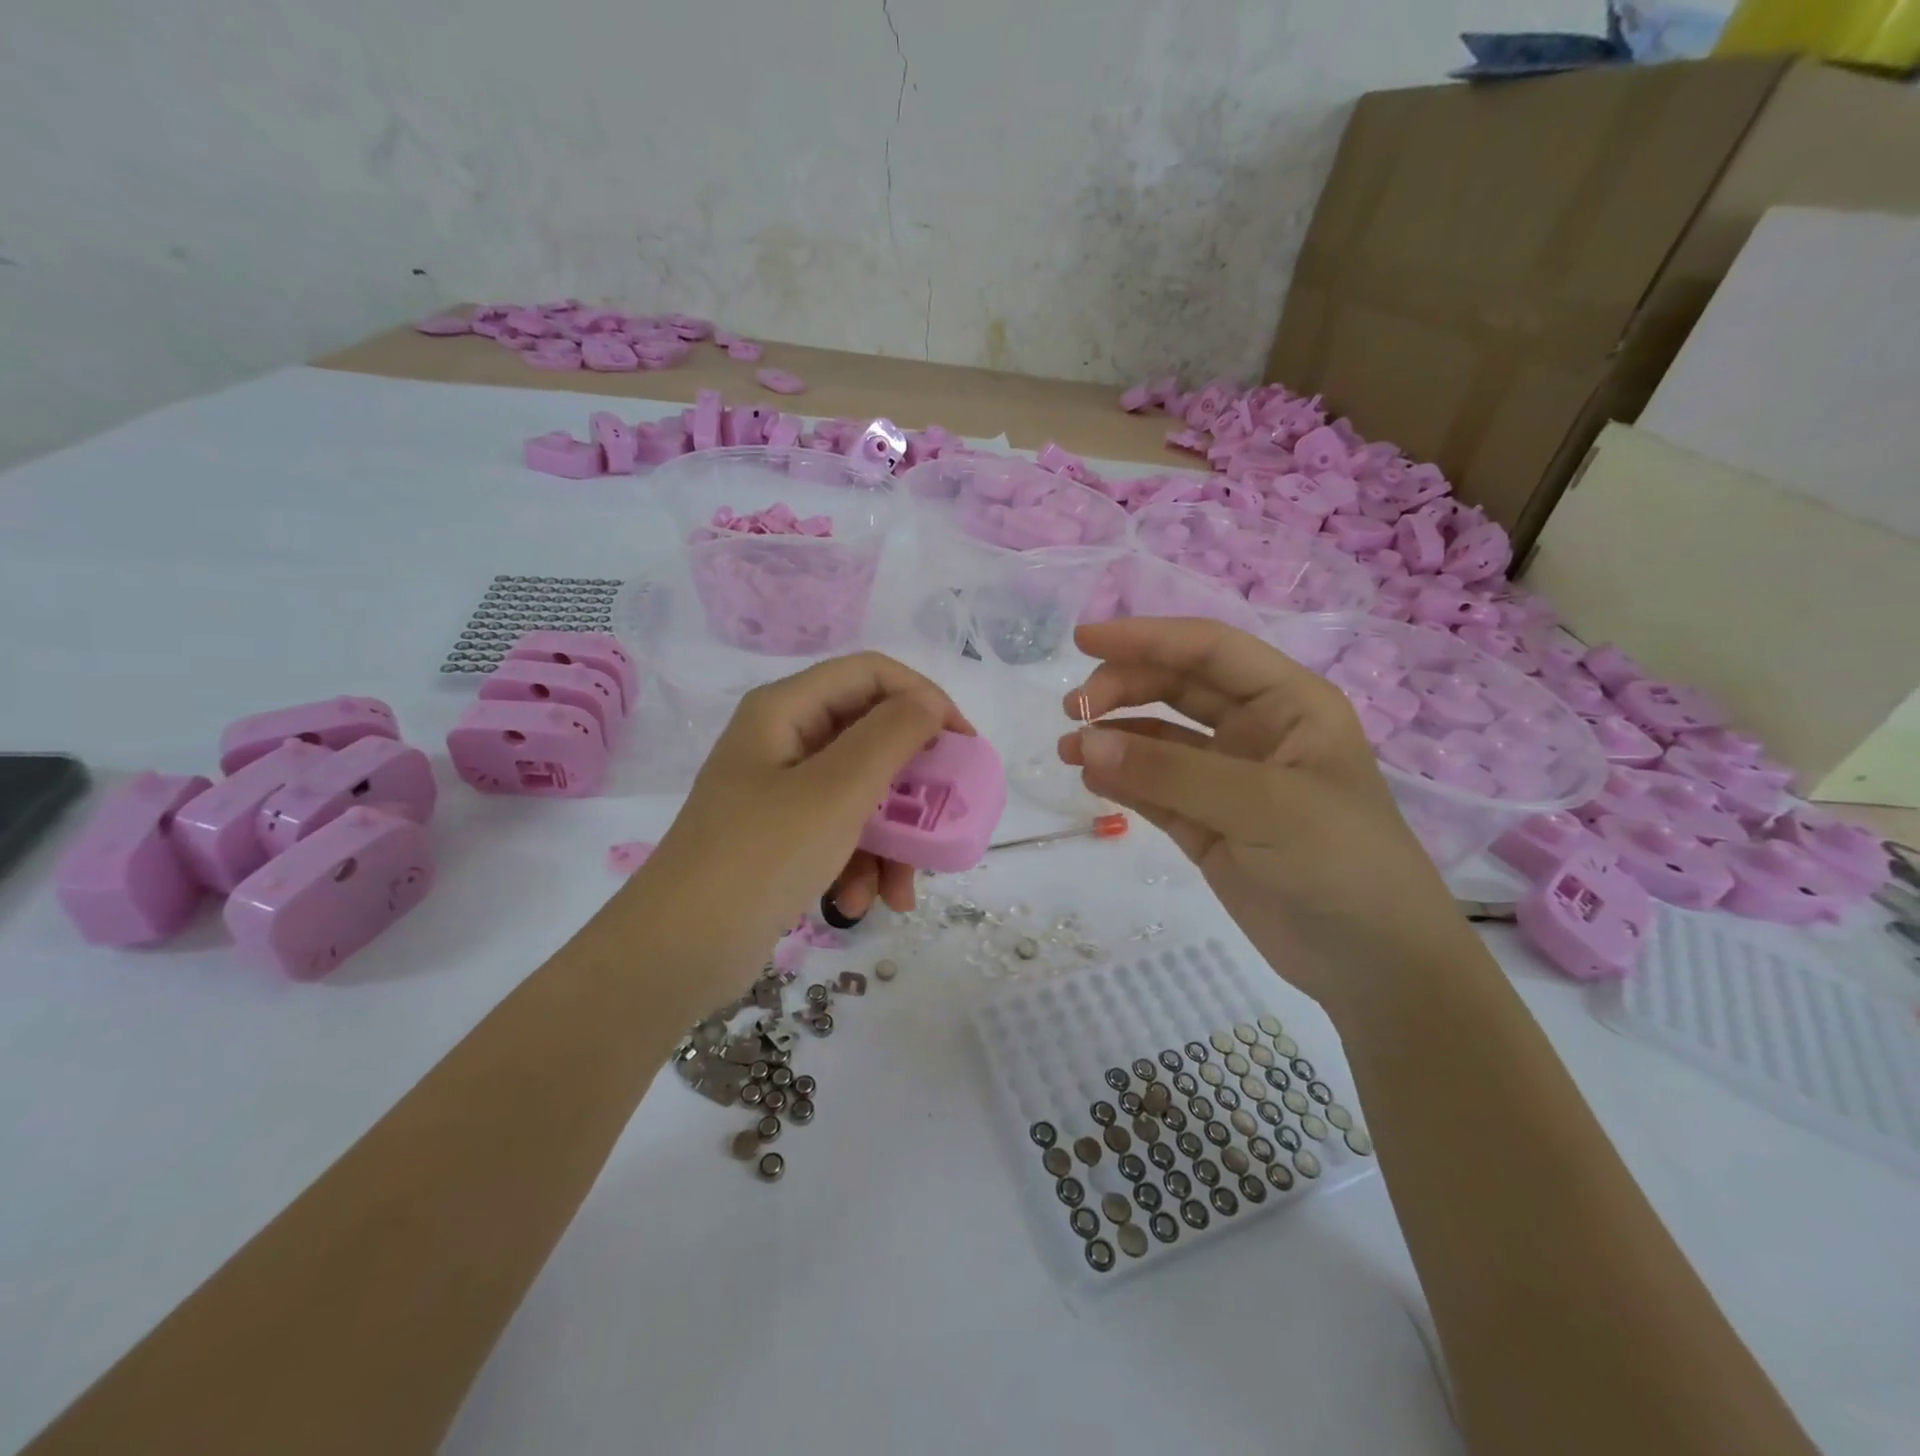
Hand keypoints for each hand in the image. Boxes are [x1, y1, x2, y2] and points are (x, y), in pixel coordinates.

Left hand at [609, 652, 969, 1010]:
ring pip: (861, 793)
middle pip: (870, 737)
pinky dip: (859, 864)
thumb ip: (891, 736)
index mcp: (786, 709)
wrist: (676, 952)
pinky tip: (862, 904)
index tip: (964, 745)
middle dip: (912, 785)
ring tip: (902, 890)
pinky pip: (839, 832)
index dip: (925, 699)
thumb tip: (928, 703)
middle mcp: (784, 740)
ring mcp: (780, 791)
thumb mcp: (837, 791)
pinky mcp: (781, 836)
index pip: (872, 674)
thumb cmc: (761, 857)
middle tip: (948, 815)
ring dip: (891, 840)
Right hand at [1057, 618, 1478, 1014]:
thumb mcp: (1263, 806)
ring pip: (1159, 739)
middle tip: (1074, 710)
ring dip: (1113, 737)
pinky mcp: (1206, 824)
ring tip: (1067, 750)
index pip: (1209, 649)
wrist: (1373, 966)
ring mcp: (1228, 779)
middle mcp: (1256, 731)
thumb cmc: (1341, 864)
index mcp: (1289, 703)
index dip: (1146, 637)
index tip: (1082, 640)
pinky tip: (1090, 780)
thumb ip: (1172, 773)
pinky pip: (1153, 789)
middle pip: (1177, 687)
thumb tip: (1084, 743)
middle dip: (1123, 688)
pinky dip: (1120, 781)